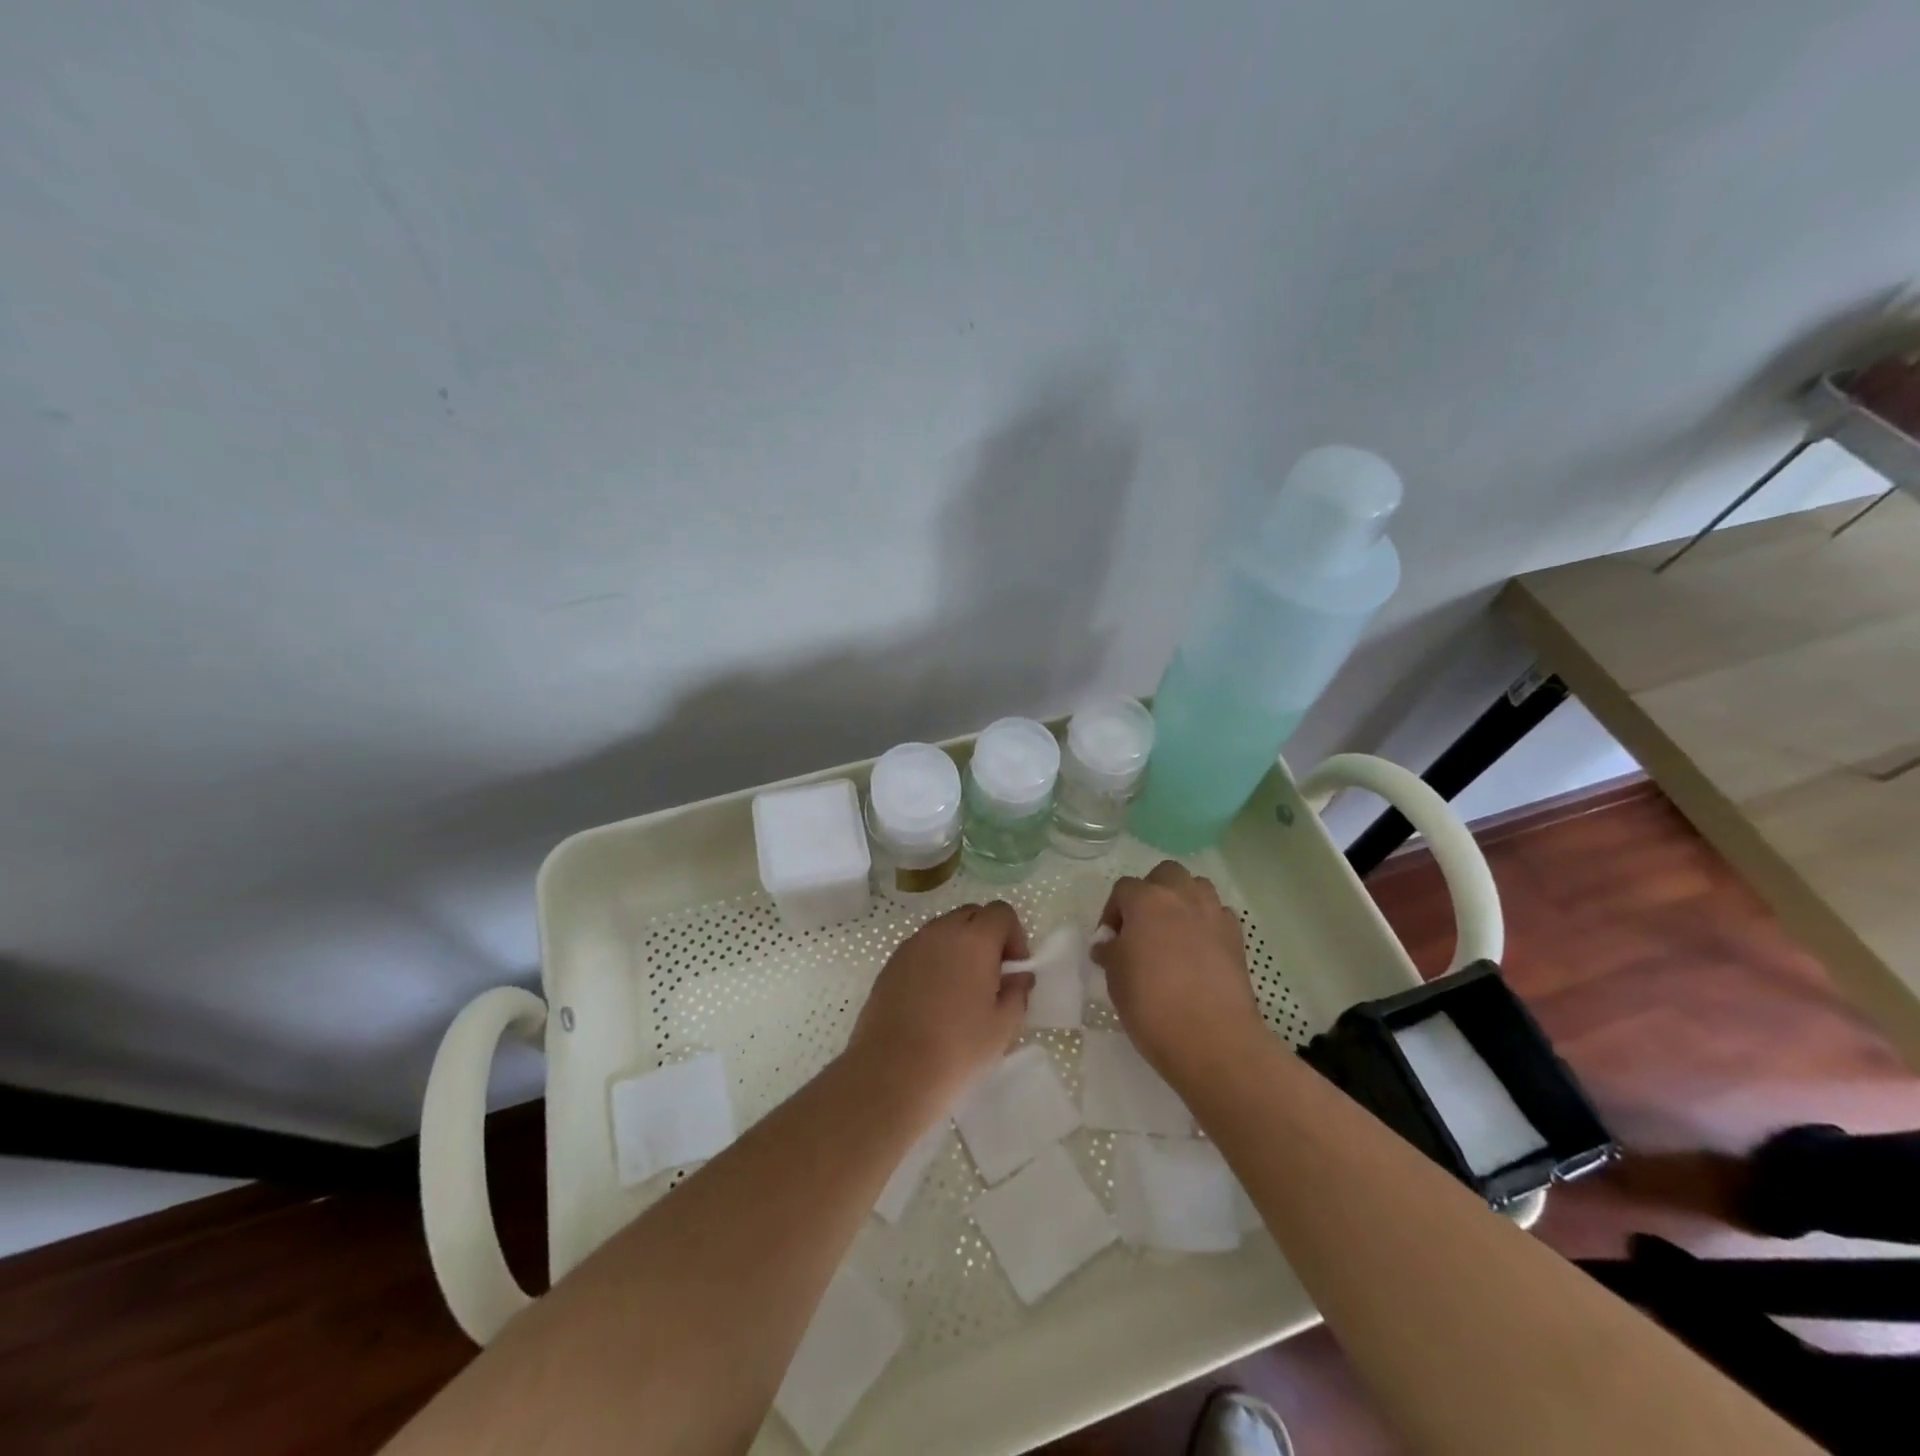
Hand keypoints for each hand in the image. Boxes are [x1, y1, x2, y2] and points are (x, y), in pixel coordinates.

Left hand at [845, 902, 1033, 1107]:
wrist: (893, 1070)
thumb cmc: (958, 1048)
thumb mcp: (1003, 1026)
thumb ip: (1017, 992)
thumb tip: (1019, 977)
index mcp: (975, 939)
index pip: (1001, 912)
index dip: (1014, 935)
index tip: (1013, 968)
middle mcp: (941, 931)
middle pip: (971, 914)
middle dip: (987, 936)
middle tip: (991, 975)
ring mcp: (911, 945)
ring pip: (944, 929)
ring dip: (959, 946)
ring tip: (961, 987)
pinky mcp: (890, 963)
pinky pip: (921, 948)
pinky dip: (934, 960)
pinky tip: (934, 997)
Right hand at [1092, 861, 1264, 1088]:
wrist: (1212, 1038)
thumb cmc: (1151, 1004)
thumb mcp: (1115, 978)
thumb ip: (1111, 952)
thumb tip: (1109, 944)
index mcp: (1146, 901)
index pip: (1124, 889)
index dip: (1113, 911)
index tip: (1110, 940)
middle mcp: (1182, 897)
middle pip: (1165, 874)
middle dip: (1152, 892)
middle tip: (1142, 926)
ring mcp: (1214, 914)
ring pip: (1197, 887)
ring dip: (1183, 900)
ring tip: (1173, 932)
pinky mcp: (1237, 938)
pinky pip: (1219, 915)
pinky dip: (1207, 923)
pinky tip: (1199, 950)